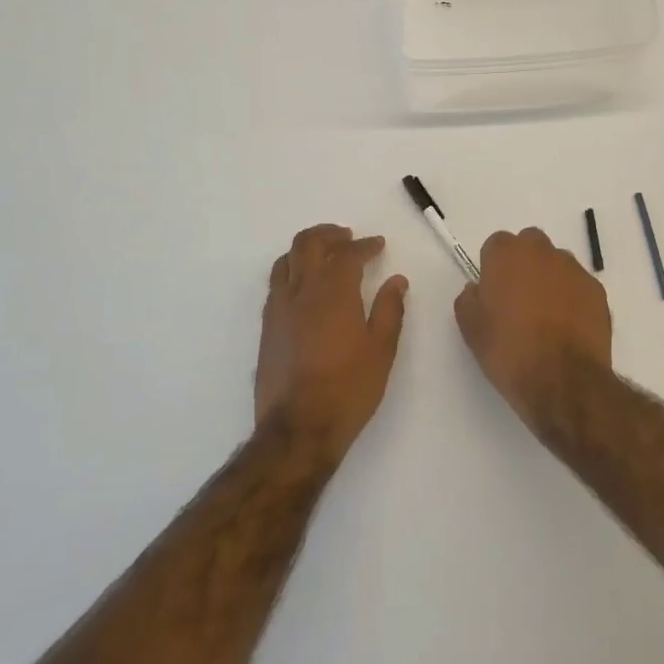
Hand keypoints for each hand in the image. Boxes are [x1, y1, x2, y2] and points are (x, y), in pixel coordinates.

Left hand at [257, 225, 407, 458]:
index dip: (365, 246)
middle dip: (329, 234)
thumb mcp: (381, 350)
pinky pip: (276, 282)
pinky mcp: (267, 326)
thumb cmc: (348, 389)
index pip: (348, 254)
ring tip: (323, 254)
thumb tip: (396, 281)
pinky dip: (291, 270)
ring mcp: (279, 307)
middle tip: (347, 237)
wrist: (298, 429)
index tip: (378, 245)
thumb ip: (389, 310)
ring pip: (286, 259)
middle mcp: (302, 290)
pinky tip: (303, 285)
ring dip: (306, 248)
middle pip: (309, 243)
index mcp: (334, 292)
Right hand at [454, 228, 611, 423]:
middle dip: (524, 264)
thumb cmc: (509, 351)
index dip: (493, 268)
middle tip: (519, 300)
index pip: (496, 245)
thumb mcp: (471, 328)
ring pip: (557, 264)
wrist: (563, 381)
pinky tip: (568, 328)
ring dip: (550, 280)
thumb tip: (477, 289)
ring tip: (546, 317)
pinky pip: (579, 286)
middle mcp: (542, 251)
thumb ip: (469, 299)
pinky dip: (573, 299)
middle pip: (530, 246)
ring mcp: (574, 270)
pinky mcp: (597, 291)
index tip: (493, 294)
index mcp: (507, 254)